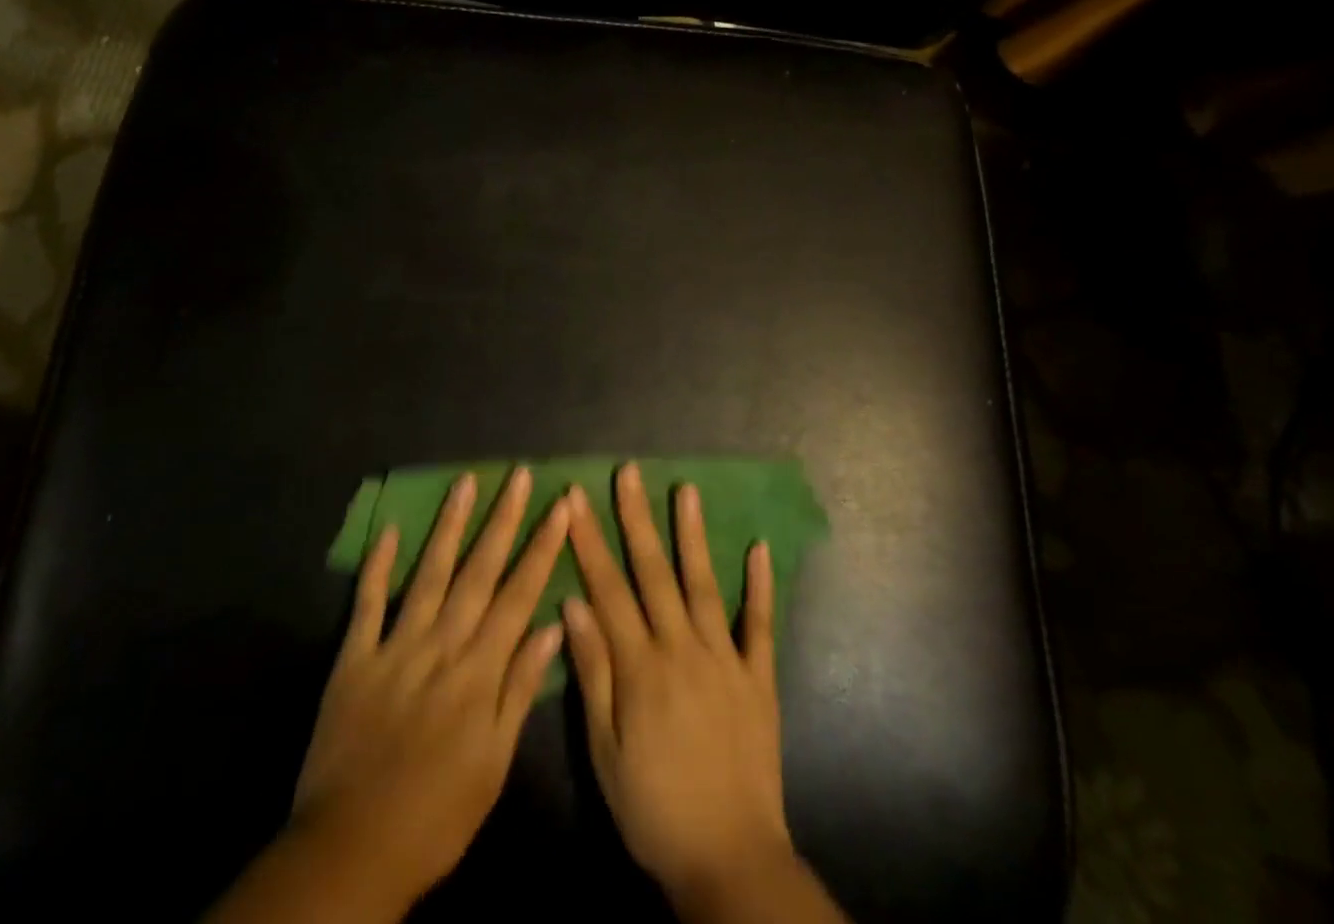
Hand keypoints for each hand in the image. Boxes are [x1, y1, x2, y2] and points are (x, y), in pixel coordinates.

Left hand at [210, 468, 568, 921]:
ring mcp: (395, 646)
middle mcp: (441, 645)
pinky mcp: (354, 658)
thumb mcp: (494, 764)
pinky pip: (367, 603)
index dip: (542, 547)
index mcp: (478, 670)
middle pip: (478, 572)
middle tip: (519, 475)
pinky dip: (378, 565)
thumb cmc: (437, 814)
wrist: (351, 851)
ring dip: (449, 525)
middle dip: (502, 520)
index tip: (560, 506)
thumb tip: (551, 627)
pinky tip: (389, 529)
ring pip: (429, 574)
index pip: (519, 595)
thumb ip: (520, 690)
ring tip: (465, 482)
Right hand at [563, 463, 795, 910]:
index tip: (575, 498)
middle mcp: (682, 648)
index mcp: (640, 666)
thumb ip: (593, 672)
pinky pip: (760, 624)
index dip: (589, 541)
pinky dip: (760, 586)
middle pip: (653, 573)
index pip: (607, 589)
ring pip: (704, 584)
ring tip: (687, 490)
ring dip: (694, 535)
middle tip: (628, 472)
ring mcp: (725, 658)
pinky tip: (759, 547)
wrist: (729, 860)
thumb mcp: (605, 750)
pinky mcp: (758, 677)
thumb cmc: (654, 808)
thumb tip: (572, 604)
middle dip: (636, 518)